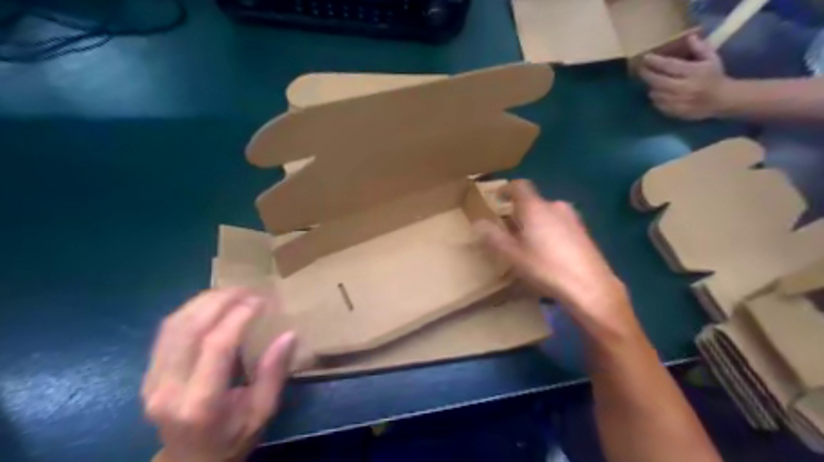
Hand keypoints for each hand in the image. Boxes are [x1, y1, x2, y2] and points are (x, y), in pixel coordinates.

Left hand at [143, 289, 298, 461]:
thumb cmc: (233, 438)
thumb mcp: (263, 411)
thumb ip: (274, 373)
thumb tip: (289, 334)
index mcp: (201, 403)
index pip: (217, 345)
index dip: (240, 316)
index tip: (262, 300)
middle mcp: (168, 390)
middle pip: (190, 329)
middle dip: (222, 300)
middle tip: (249, 289)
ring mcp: (151, 382)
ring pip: (174, 325)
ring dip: (204, 301)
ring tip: (232, 291)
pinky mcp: (147, 375)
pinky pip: (166, 332)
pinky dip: (190, 310)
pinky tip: (211, 303)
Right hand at [477, 180, 635, 339]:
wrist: (590, 287)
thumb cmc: (546, 268)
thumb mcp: (513, 255)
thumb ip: (493, 237)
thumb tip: (477, 223)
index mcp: (535, 208)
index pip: (519, 186)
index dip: (506, 189)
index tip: (497, 198)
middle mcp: (555, 206)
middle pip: (532, 202)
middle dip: (518, 212)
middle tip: (508, 229)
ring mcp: (572, 218)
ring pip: (546, 213)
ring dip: (534, 221)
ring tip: (527, 242)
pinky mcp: (583, 231)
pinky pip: (558, 222)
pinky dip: (548, 229)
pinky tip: (547, 251)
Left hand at [640, 35, 728, 120]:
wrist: (722, 100)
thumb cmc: (715, 77)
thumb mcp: (712, 59)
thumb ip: (700, 48)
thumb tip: (689, 37)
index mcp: (693, 72)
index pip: (669, 65)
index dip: (655, 61)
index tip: (646, 57)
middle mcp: (683, 87)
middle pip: (657, 81)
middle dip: (647, 74)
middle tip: (641, 69)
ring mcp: (677, 101)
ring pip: (655, 94)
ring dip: (651, 86)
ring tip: (651, 81)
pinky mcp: (673, 111)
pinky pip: (657, 105)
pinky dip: (655, 98)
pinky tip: (657, 93)